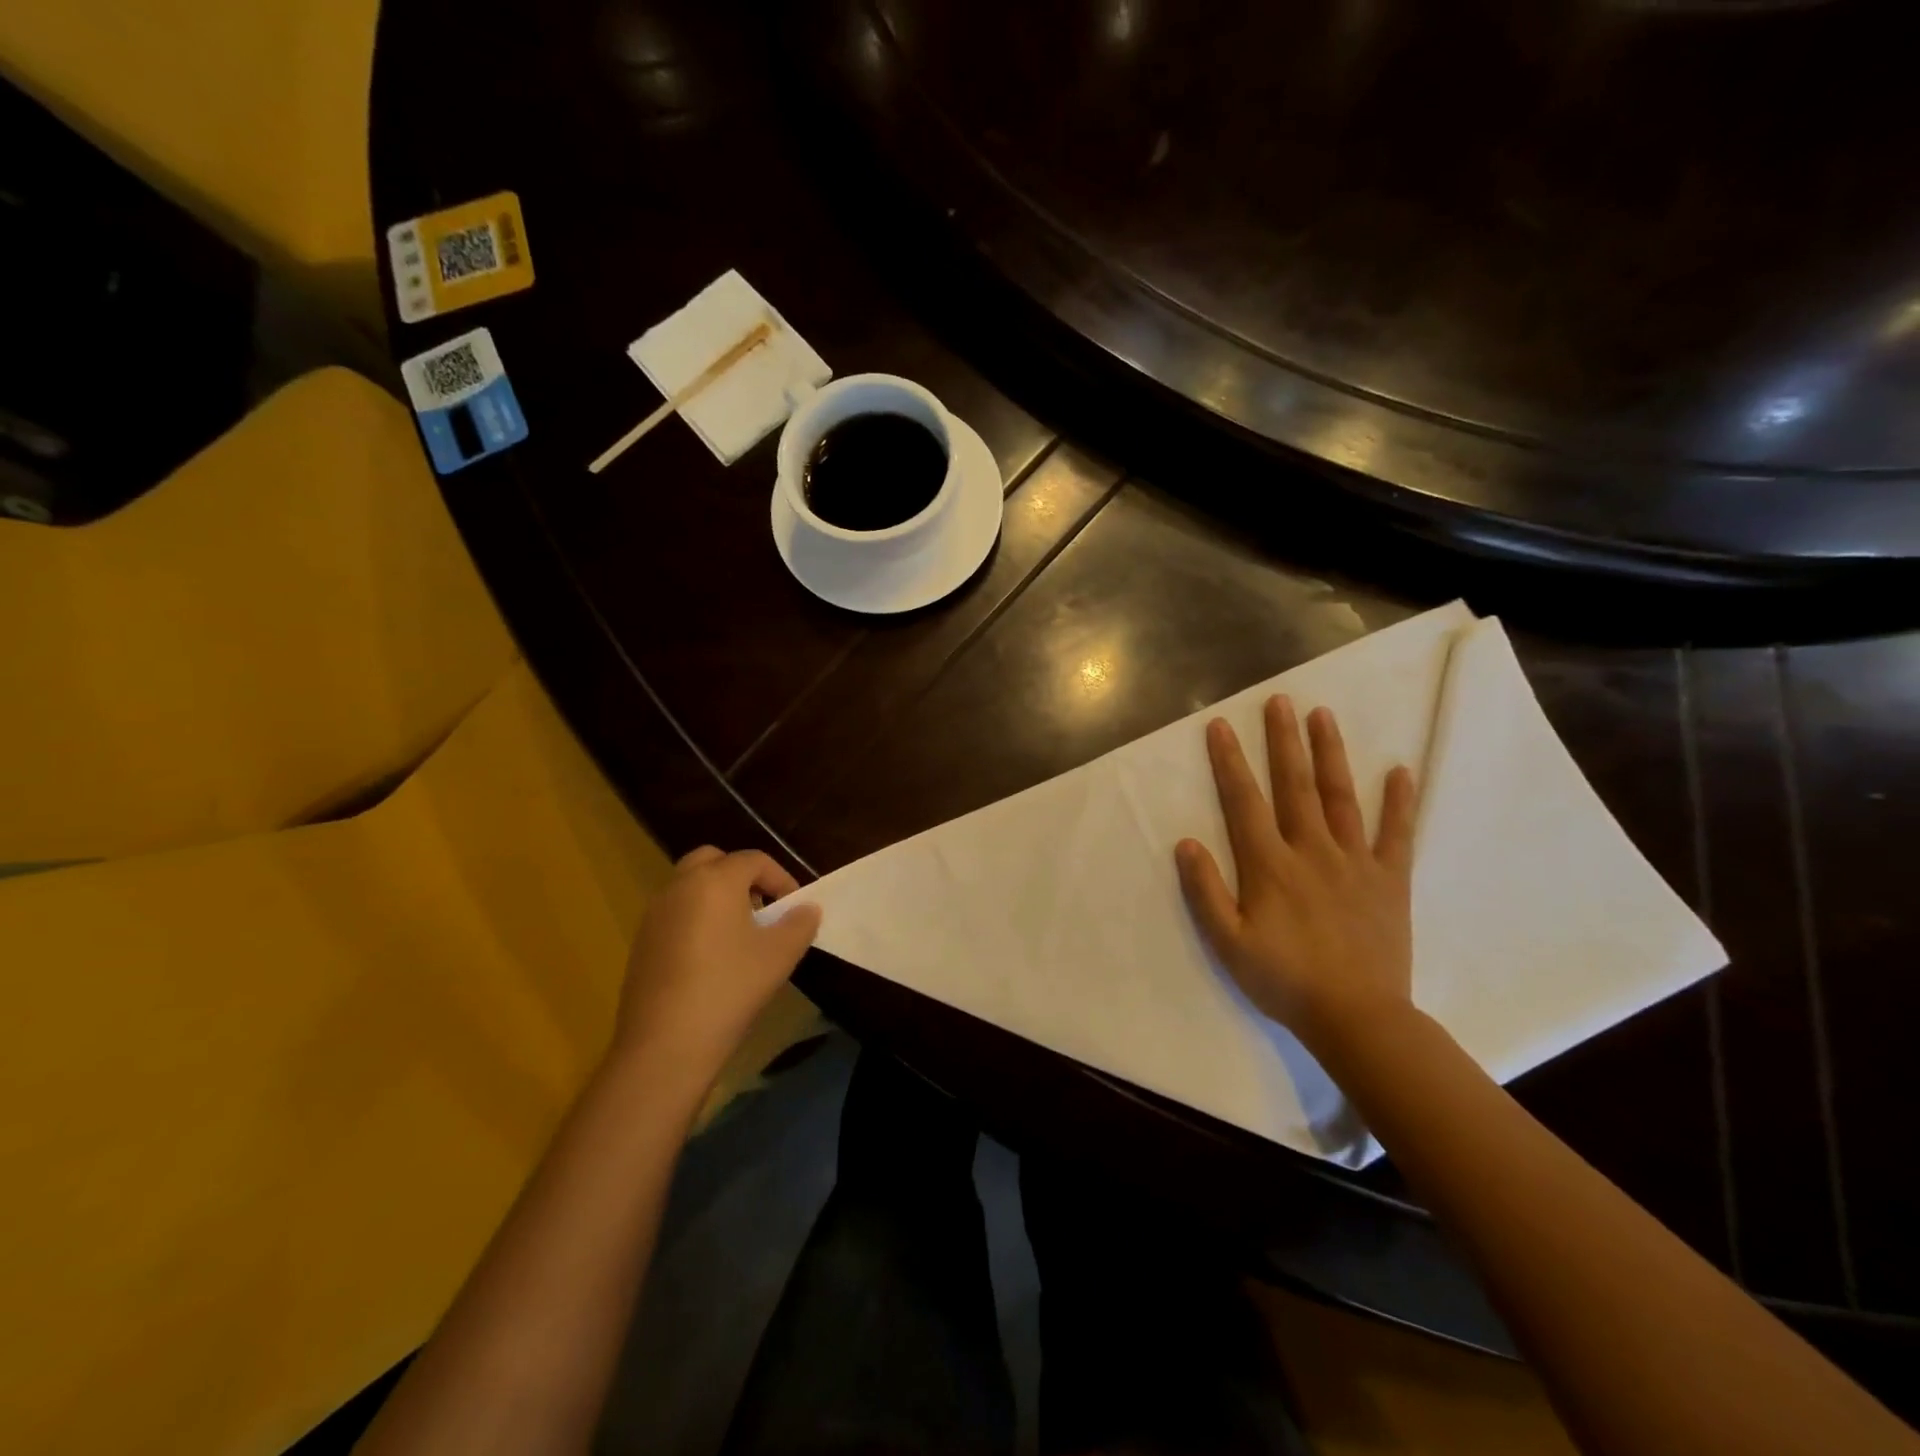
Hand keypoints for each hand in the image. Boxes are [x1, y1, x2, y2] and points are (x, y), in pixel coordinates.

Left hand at [612, 848, 821, 1084]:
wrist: (665, 1045)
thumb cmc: (730, 988)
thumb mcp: (780, 955)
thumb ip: (800, 924)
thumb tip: (807, 908)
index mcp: (715, 880)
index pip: (754, 860)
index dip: (781, 878)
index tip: (795, 907)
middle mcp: (680, 886)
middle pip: (713, 861)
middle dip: (741, 877)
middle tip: (762, 908)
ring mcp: (654, 914)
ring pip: (690, 887)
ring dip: (717, 897)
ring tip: (740, 936)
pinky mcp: (641, 943)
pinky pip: (675, 914)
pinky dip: (696, 920)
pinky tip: (711, 959)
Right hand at [1175, 696, 1416, 1051]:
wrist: (1358, 1018)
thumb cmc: (1284, 980)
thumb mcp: (1228, 943)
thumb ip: (1205, 891)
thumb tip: (1186, 843)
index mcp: (1270, 866)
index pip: (1244, 801)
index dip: (1230, 761)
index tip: (1220, 726)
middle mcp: (1311, 851)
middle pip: (1294, 785)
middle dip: (1283, 741)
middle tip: (1279, 701)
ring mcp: (1354, 862)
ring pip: (1340, 797)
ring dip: (1330, 754)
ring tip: (1323, 715)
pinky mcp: (1389, 880)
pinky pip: (1395, 834)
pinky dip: (1399, 802)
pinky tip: (1400, 771)